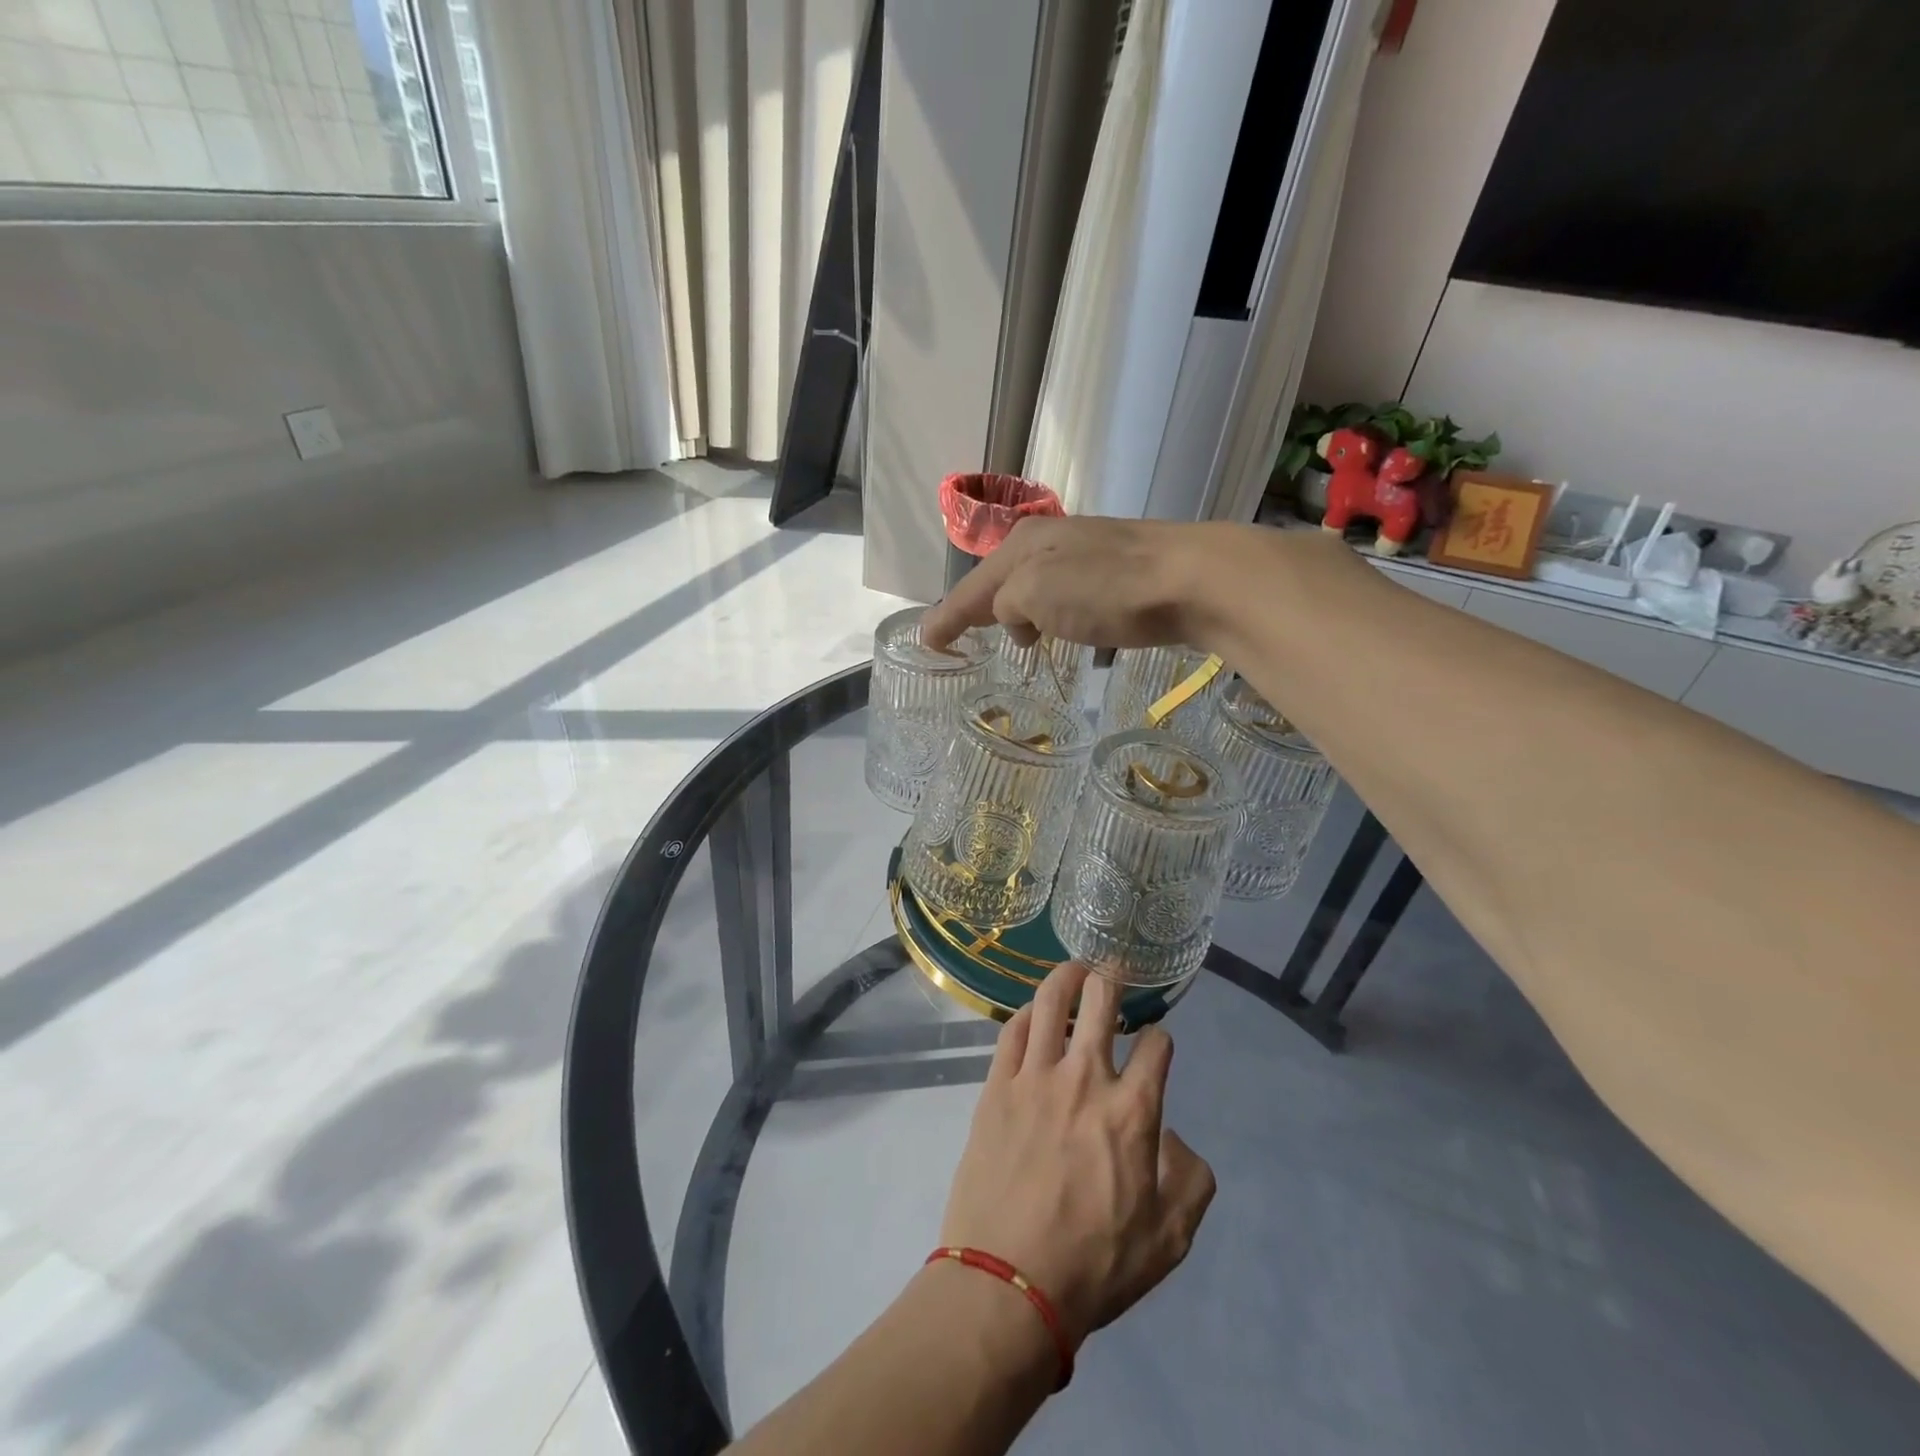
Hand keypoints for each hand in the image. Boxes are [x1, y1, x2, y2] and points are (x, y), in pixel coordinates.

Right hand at [922, 516, 1244, 652]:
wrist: (1192, 579)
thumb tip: (1017, 617)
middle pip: (1002, 581)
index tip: (927, 642)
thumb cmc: (1105, 589)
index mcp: (1023, 544)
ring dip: (1023, 615)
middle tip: (965, 637)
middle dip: (982, 609)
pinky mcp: (1121, 574)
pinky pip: (1070, 597)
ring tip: (1022, 643)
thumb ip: (1007, 606)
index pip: (972, 587)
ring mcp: (1089, 554)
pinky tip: (1069, 632)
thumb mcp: (1036, 594)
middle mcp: (1052, 541)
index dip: (947, 617)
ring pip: (1038, 588)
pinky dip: (1057, 616)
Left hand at [938, 962, 1216, 1349]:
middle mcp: (1085, 1079)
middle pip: (1102, 1000)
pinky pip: (1012, 1031)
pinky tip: (1033, 1013)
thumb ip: (1189, 1179)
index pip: (1157, 1046)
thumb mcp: (1169, 1239)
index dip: (1162, 1039)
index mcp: (1133, 1112)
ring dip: (1066, 977)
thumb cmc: (1094, 1265)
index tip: (1156, 1045)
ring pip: (1051, 1002)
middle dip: (1113, 977)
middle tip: (1114, 971)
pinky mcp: (997, 1087)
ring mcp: (1035, 1077)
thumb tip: (1173, 1136)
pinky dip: (1027, 1013)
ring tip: (1074, 970)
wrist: (1008, 1284)